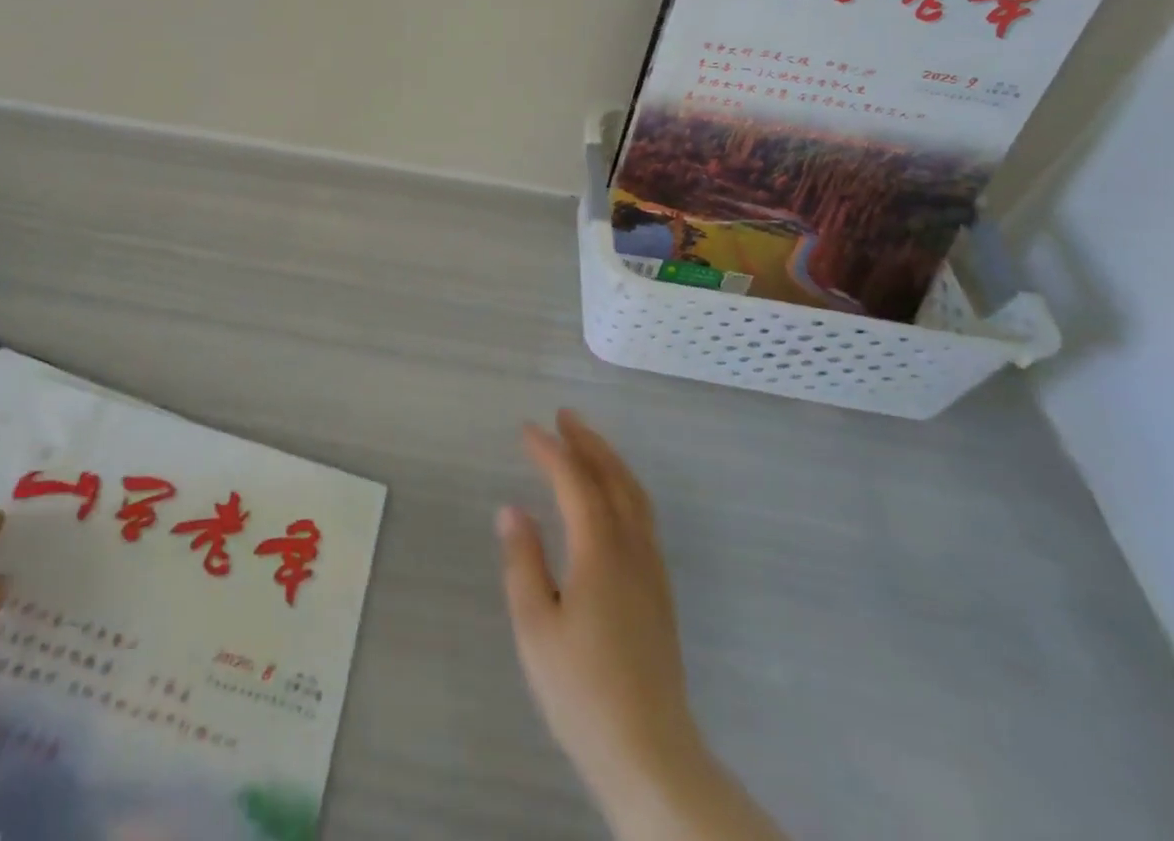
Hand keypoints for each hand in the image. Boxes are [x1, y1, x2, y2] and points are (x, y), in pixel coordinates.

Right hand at [499, 411, 783, 840]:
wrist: (651, 757)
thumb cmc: (582, 692)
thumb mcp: (535, 626)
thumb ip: (523, 561)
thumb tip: (513, 509)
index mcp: (600, 552)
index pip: (575, 482)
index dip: (550, 451)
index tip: (526, 429)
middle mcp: (632, 551)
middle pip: (615, 479)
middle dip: (589, 442)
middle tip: (564, 416)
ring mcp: (653, 572)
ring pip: (636, 497)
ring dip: (611, 462)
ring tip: (586, 444)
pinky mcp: (660, 594)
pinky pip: (644, 518)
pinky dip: (624, 489)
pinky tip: (610, 499)